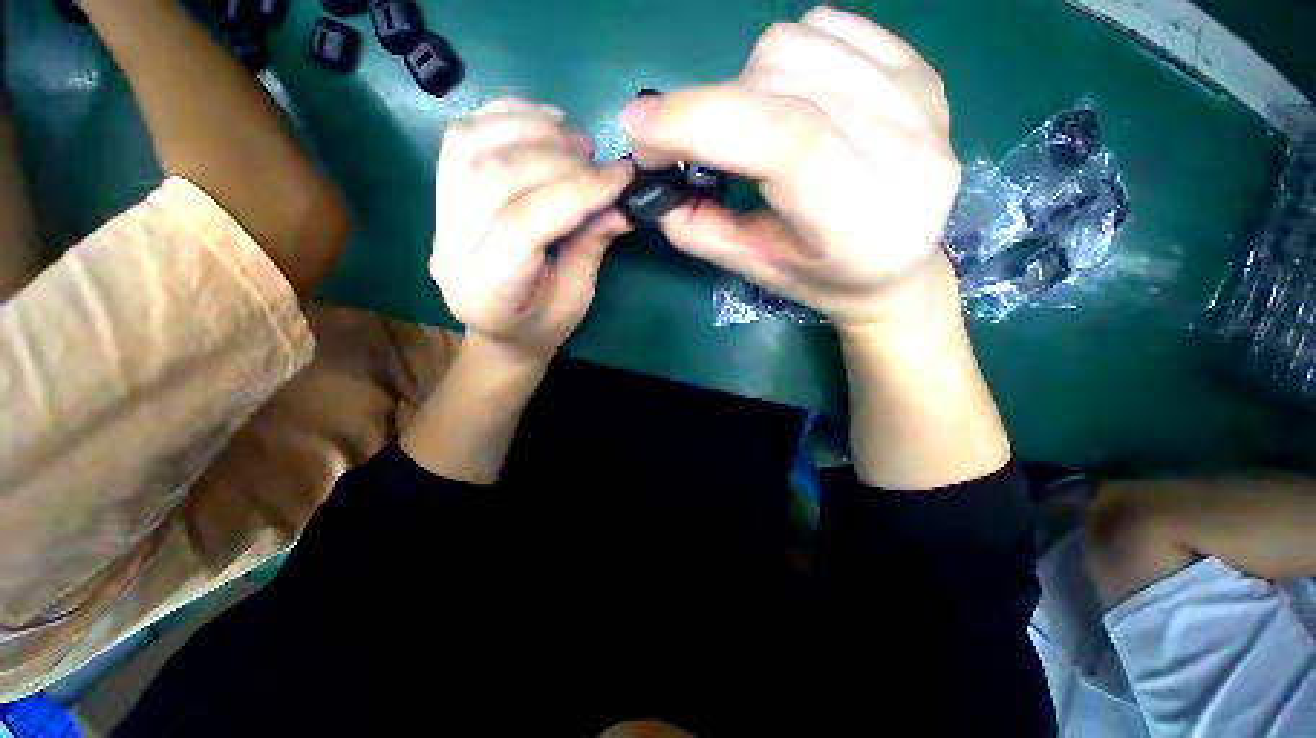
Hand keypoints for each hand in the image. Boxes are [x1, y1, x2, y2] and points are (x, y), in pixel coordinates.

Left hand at [431, 99, 632, 361]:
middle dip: (555, 158)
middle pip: (494, 180)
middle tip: (596, 157)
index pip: (525, 225)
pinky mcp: (440, 200)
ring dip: (526, 128)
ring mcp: (438, 222)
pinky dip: (502, 118)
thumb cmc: (543, 326)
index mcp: (489, 291)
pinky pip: (460, 142)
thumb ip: (591, 248)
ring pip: (468, 148)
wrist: (500, 332)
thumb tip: (621, 204)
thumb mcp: (576, 299)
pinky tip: (541, 121)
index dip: (576, 192)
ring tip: (570, 136)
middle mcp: (451, 252)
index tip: (619, 176)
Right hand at [620, 7, 959, 327]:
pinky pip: (830, 27)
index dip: (703, 121)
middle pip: (784, 82)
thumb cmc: (821, 280)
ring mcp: (924, 104)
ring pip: (800, 42)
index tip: (639, 127)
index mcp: (864, 226)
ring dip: (748, 84)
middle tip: (697, 147)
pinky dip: (787, 56)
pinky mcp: (922, 72)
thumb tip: (654, 174)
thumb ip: (701, 230)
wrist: (895, 268)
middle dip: (714, 109)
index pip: (786, 143)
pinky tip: (792, 100)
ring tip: (753, 132)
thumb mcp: (755, 270)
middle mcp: (910, 156)